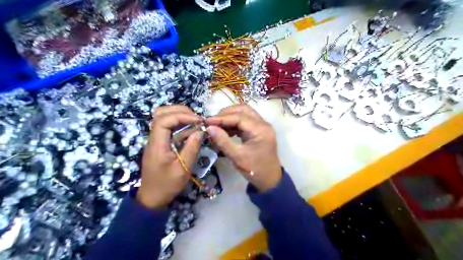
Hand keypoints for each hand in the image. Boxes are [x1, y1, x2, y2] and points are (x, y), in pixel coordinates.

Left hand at [136, 105, 202, 208]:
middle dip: (180, 111)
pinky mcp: (160, 144)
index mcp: (156, 144)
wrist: (152, 198)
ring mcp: (156, 140)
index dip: (181, 116)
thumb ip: (192, 148)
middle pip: (161, 114)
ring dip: (180, 116)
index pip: (164, 120)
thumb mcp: (183, 169)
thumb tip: (201, 131)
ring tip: (195, 121)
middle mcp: (154, 138)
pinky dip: (180, 125)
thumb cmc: (167, 185)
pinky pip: (168, 128)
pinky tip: (192, 130)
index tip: (198, 121)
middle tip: (197, 118)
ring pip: (163, 118)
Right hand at [206, 104, 281, 192]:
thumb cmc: (255, 170)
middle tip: (212, 122)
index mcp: (260, 129)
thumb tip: (209, 128)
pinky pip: (245, 120)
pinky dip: (234, 123)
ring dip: (230, 117)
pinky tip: (225, 130)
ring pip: (244, 113)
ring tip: (217, 126)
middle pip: (243, 110)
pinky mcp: (259, 130)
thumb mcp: (237, 157)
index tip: (206, 121)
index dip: (221, 118)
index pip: (239, 117)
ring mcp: (262, 126)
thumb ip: (223, 141)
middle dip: (226, 114)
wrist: (269, 180)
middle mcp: (263, 124)